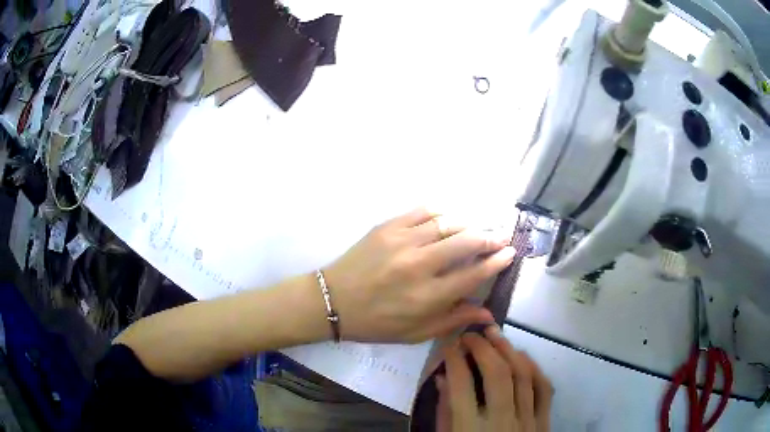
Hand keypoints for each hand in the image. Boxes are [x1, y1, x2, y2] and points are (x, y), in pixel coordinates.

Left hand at [323, 207, 514, 342]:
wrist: (333, 300)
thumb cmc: (376, 323)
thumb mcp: (416, 333)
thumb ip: (454, 320)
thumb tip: (488, 313)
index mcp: (427, 297)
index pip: (473, 274)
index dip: (496, 262)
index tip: (510, 252)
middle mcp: (418, 265)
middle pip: (466, 242)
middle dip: (489, 237)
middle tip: (501, 236)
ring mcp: (401, 241)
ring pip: (447, 223)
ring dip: (469, 223)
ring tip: (479, 227)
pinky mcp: (386, 227)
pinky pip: (422, 211)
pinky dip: (441, 212)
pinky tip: (449, 218)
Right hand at [436, 327, 552, 431]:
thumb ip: (444, 412)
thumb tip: (442, 378)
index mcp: (470, 430)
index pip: (462, 386)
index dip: (455, 360)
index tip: (449, 344)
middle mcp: (502, 422)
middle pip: (498, 375)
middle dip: (484, 348)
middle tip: (472, 334)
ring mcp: (527, 421)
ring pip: (524, 376)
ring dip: (509, 350)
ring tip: (495, 334)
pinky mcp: (543, 422)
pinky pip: (544, 389)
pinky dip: (534, 368)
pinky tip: (522, 356)